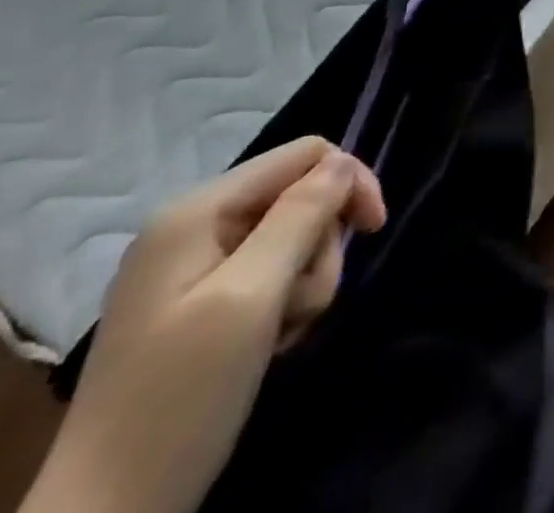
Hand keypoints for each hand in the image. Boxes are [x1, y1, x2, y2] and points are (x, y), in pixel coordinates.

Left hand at [20, 138, 385, 512]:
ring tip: (283, 333)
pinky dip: (284, 303)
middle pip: (299, 197)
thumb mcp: (251, 298)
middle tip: (305, 306)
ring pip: (291, 237)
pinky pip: (268, 274)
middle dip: (319, 247)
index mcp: (196, 211)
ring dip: (305, 281)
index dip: (349, 181)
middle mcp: (192, 226)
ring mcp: (191, 267)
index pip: (305, 155)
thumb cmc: (180, 399)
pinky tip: (270, 342)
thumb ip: (300, 217)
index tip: (373, 230)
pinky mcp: (197, 304)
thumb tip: (343, 162)